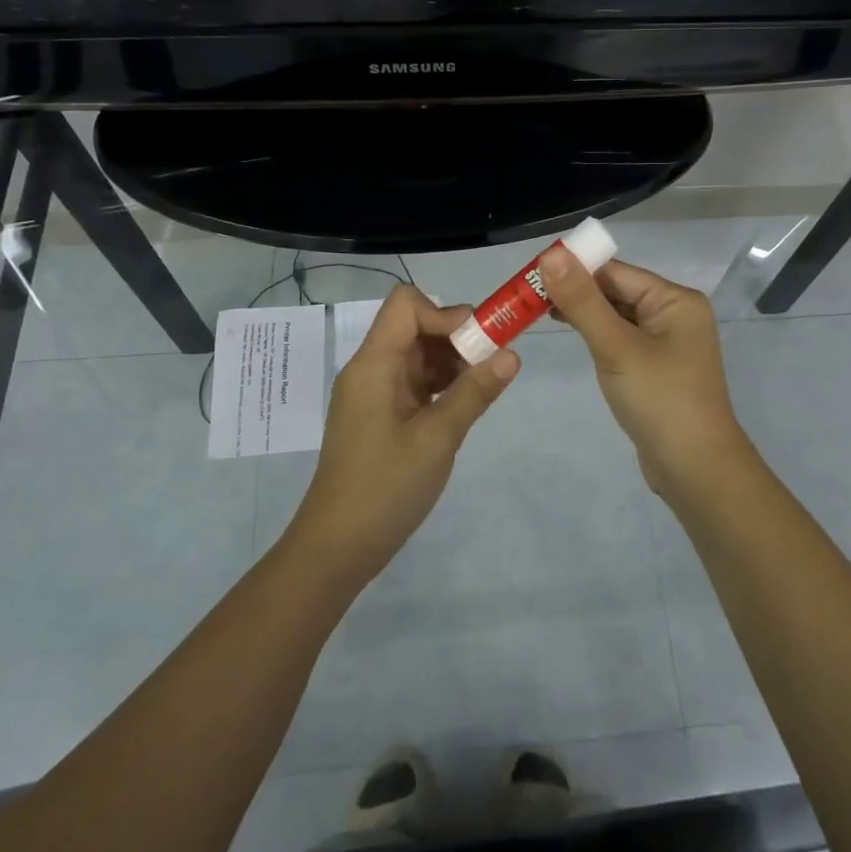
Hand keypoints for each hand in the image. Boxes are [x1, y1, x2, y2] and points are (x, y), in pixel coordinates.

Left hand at [284, 285, 519, 585]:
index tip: (479, 343)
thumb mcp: (437, 439)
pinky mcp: (381, 413)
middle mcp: (371, 368)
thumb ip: (474, 393)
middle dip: (456, 336)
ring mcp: (375, 391)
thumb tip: (512, 354)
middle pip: (414, 325)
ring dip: (452, 361)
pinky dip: (441, 384)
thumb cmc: (385, 488)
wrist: (338, 546)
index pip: (406, 304)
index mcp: (374, 364)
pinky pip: (414, 380)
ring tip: (483, 388)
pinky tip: (463, 405)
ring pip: (418, 353)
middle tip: (492, 365)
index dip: (445, 313)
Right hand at [541, 247, 753, 494]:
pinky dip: (596, 335)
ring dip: (583, 313)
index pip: (616, 272)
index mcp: (675, 300)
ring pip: (617, 316)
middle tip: (526, 295)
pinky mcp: (656, 368)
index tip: (531, 274)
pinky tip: (571, 335)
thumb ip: (582, 300)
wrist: (695, 470)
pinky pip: (621, 339)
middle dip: (575, 291)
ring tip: (537, 312)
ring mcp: (667, 343)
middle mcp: (675, 314)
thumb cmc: (659, 400)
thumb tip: (550, 254)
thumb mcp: (616, 347)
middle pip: (616, 291)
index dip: (574, 269)